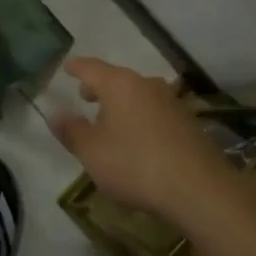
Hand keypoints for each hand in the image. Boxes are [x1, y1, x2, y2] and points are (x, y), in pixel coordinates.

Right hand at [51, 57, 229, 220]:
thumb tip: (56, 115)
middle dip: (99, 87)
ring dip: (121, 104)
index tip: (67, 66)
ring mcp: (171, 101)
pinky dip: (139, 117)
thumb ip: (72, 131)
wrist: (199, 188)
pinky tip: (137, 138)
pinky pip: (154, 111)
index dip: (77, 67)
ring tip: (110, 120)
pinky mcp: (187, 121)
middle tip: (85, 97)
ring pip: (138, 94)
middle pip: (117, 79)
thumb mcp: (92, 152)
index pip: (92, 67)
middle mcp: (146, 84)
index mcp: (120, 84)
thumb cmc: (135, 164)